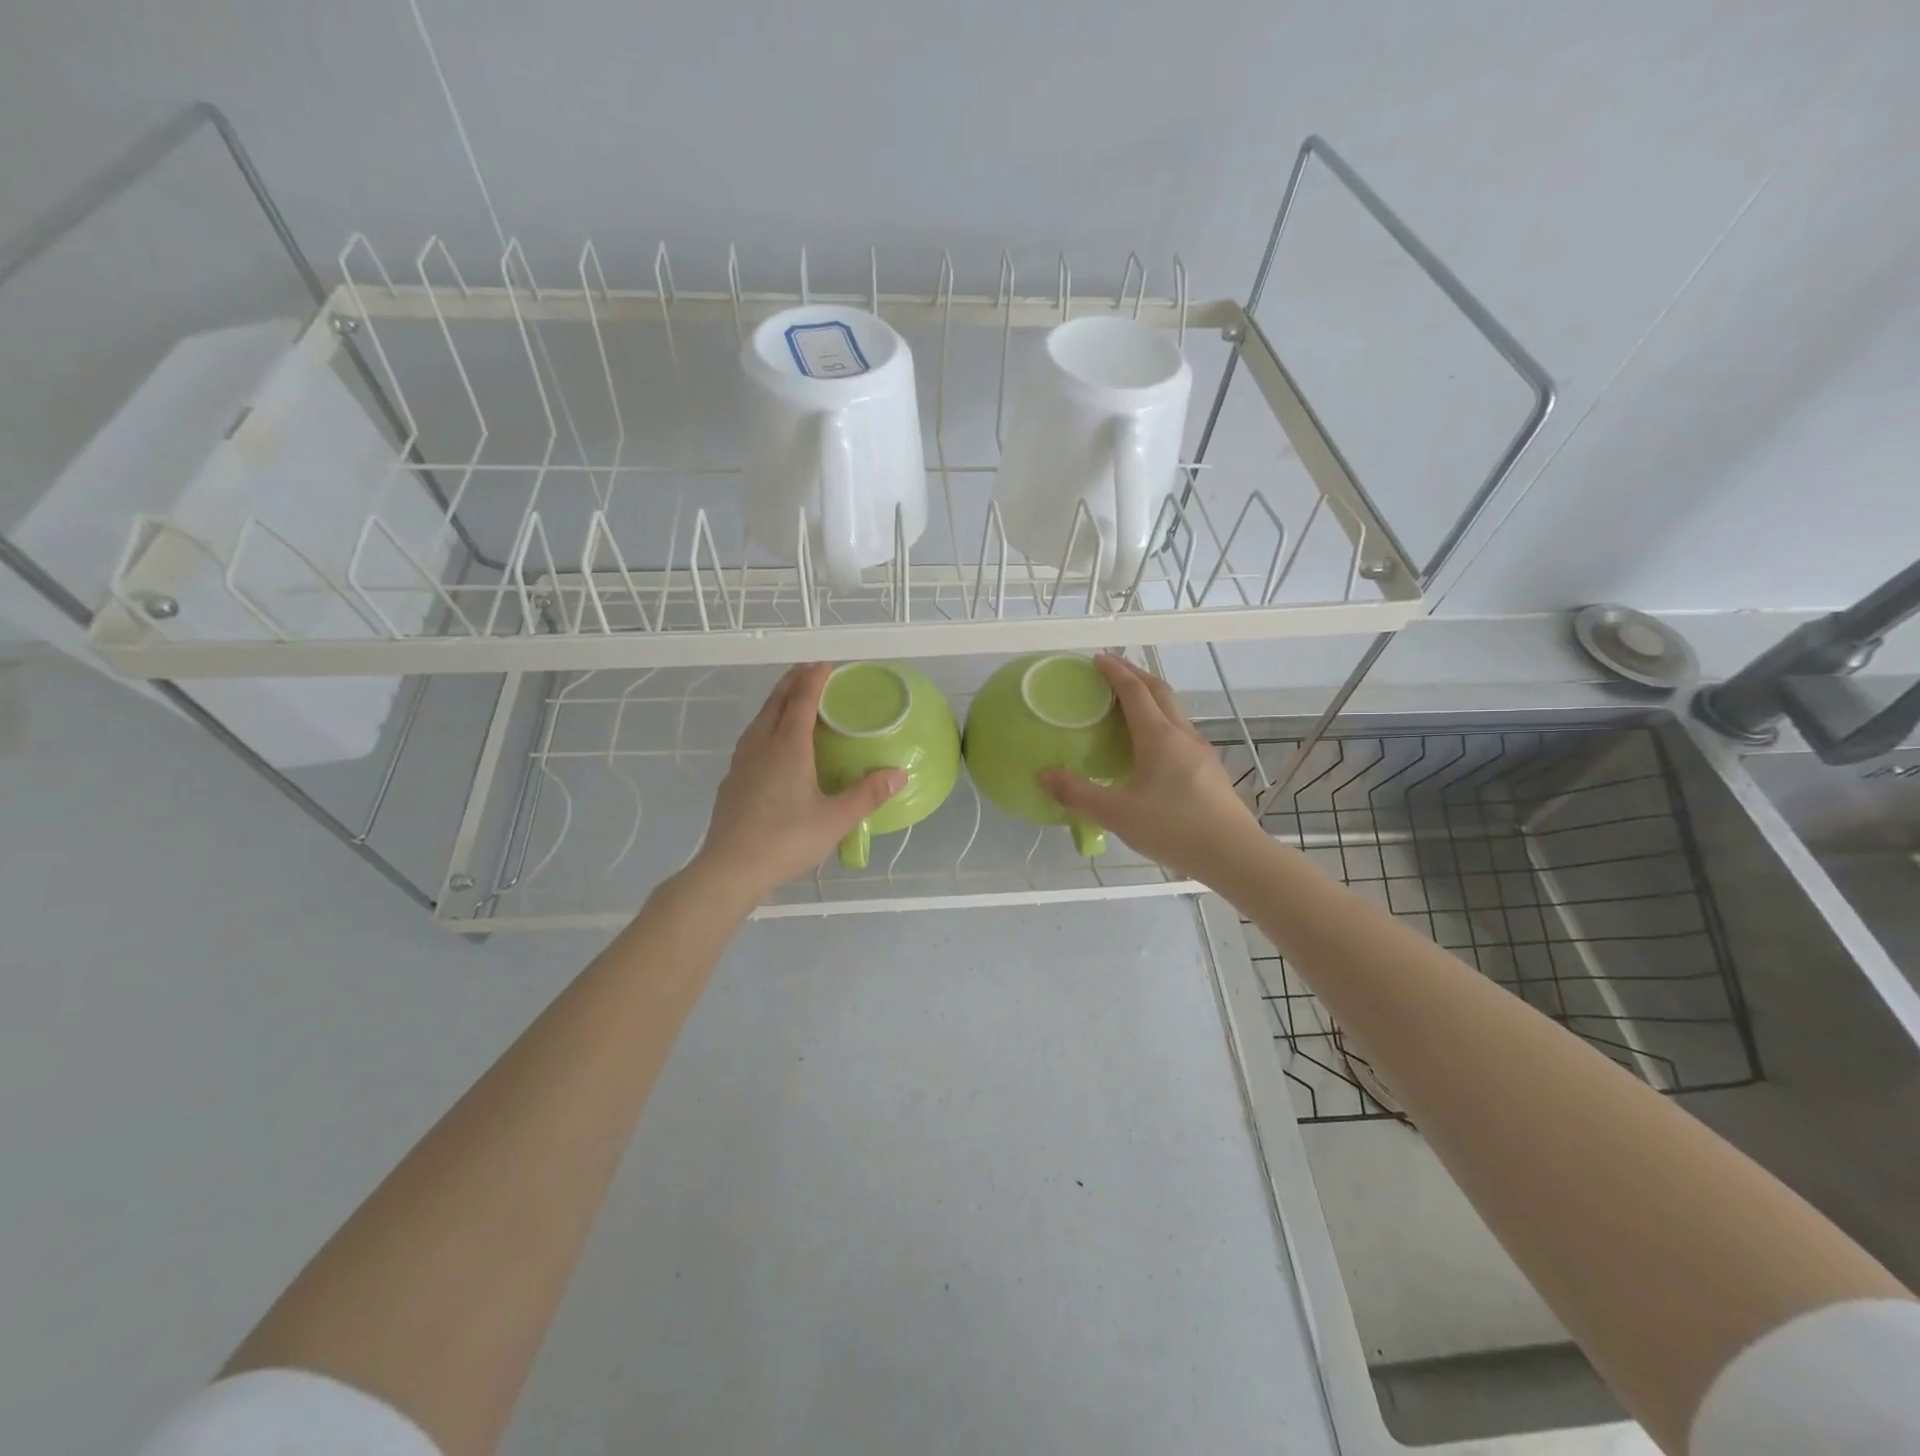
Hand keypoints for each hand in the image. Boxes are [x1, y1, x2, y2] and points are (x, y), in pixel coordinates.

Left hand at [688, 663, 905, 902]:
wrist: (731, 868)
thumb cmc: (787, 839)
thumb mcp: (836, 819)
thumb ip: (868, 794)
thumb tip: (900, 774)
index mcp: (788, 747)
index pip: (802, 700)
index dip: (815, 679)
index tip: (826, 665)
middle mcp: (762, 745)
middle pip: (776, 702)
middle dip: (793, 682)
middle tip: (810, 671)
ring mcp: (742, 761)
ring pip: (760, 718)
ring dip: (777, 701)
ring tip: (791, 700)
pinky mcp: (732, 779)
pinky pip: (751, 738)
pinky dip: (766, 725)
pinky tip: (771, 743)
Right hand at [1038, 653, 1262, 883]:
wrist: (1233, 854)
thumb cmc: (1173, 828)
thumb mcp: (1116, 814)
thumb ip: (1077, 794)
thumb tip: (1043, 775)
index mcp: (1158, 737)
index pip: (1134, 691)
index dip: (1115, 671)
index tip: (1097, 658)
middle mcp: (1182, 735)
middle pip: (1159, 692)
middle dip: (1135, 675)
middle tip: (1113, 670)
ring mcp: (1200, 751)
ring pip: (1174, 710)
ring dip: (1151, 697)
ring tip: (1129, 703)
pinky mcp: (1209, 769)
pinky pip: (1181, 731)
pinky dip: (1161, 721)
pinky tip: (1152, 744)